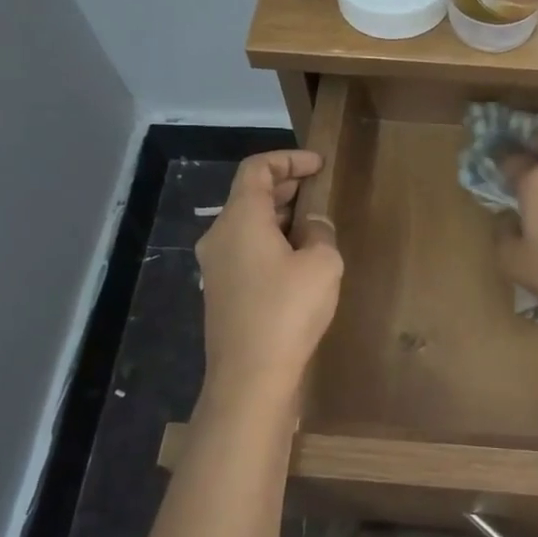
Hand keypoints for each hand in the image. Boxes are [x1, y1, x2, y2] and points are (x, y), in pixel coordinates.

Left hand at [196, 151, 342, 404]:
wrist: (249, 377)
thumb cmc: (287, 311)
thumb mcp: (321, 264)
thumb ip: (321, 232)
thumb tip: (313, 224)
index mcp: (240, 218)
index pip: (257, 168)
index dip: (289, 159)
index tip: (319, 165)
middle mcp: (219, 235)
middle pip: (249, 195)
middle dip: (286, 186)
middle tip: (319, 189)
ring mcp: (216, 265)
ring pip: (247, 224)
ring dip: (279, 216)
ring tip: (315, 225)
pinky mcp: (221, 291)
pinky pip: (245, 250)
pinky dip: (270, 241)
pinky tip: (298, 260)